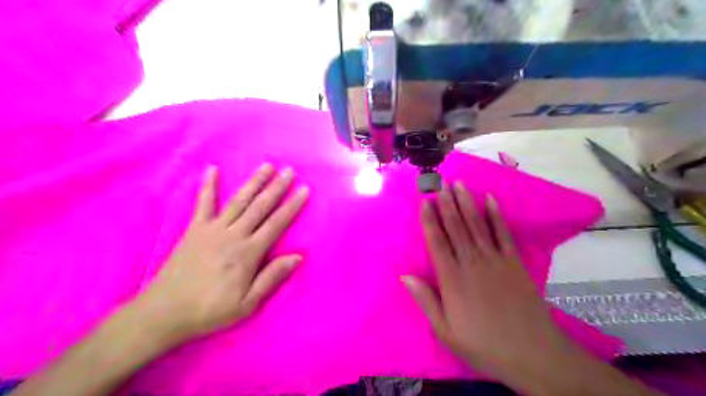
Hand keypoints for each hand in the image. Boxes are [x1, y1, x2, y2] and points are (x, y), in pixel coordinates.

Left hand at [133, 163, 306, 339]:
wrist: (163, 313)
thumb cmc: (210, 310)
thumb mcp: (247, 304)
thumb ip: (272, 277)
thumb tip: (298, 256)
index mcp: (248, 253)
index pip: (277, 224)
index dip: (292, 206)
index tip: (304, 189)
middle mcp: (233, 235)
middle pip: (260, 206)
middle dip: (277, 187)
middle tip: (289, 170)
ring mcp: (212, 229)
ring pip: (239, 201)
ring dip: (254, 182)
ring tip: (267, 166)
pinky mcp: (194, 229)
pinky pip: (203, 203)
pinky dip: (208, 186)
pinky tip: (213, 169)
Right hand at [402, 181, 572, 375]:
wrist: (532, 353)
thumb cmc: (482, 343)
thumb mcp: (445, 331)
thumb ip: (425, 300)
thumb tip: (405, 276)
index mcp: (452, 279)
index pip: (436, 242)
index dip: (429, 220)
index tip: (424, 202)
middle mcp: (471, 262)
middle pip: (455, 227)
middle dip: (446, 204)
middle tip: (440, 183)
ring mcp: (495, 259)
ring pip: (476, 225)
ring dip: (466, 203)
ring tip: (458, 185)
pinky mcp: (514, 262)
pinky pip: (503, 233)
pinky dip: (496, 215)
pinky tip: (490, 200)